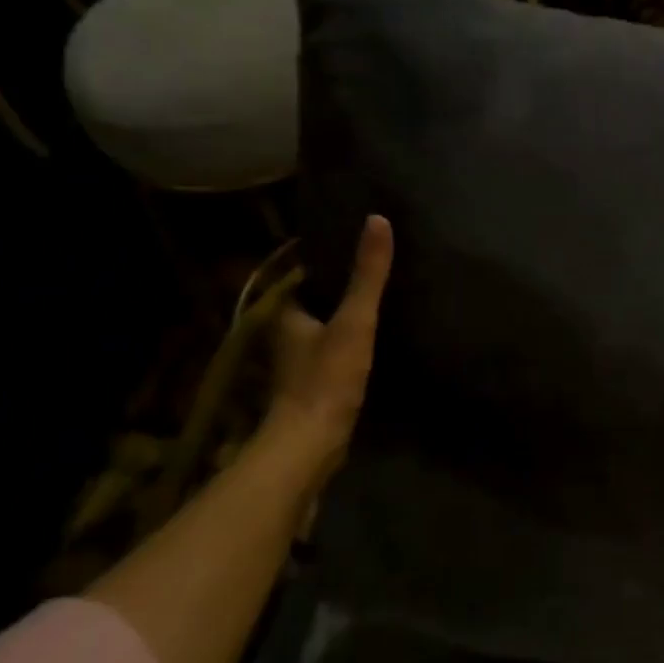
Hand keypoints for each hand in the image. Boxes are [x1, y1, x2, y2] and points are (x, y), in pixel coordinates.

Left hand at [260, 215, 393, 487]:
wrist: (312, 442)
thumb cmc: (326, 377)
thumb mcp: (354, 320)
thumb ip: (367, 276)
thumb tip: (378, 221)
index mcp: (285, 313)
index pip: (303, 275)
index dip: (326, 259)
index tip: (355, 244)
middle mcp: (284, 334)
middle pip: (313, 301)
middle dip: (337, 287)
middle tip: (374, 269)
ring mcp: (297, 362)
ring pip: (322, 328)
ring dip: (343, 316)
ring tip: (379, 299)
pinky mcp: (313, 385)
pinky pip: (331, 351)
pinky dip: (347, 342)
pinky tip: (374, 339)